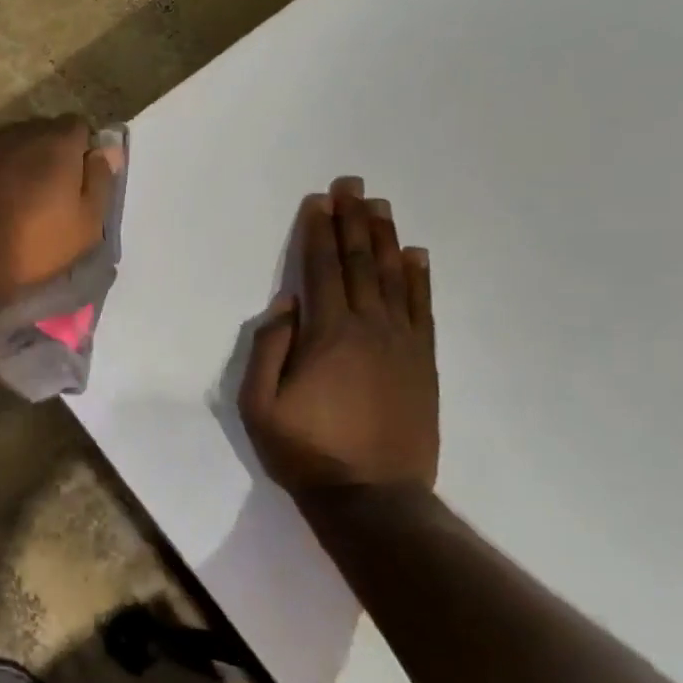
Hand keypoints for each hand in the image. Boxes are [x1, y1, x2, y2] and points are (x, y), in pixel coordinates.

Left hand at [0, 116, 120, 303]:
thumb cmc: (29, 244)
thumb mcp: (84, 226)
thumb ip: (100, 182)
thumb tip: (110, 149)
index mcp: (57, 142)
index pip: (80, 127)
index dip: (81, 152)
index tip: (78, 182)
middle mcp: (19, 131)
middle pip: (42, 133)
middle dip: (48, 156)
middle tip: (47, 194)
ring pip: (9, 145)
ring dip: (15, 164)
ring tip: (12, 200)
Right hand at [238, 178, 438, 496]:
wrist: (373, 497)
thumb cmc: (305, 451)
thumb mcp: (259, 405)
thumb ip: (269, 347)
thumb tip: (288, 302)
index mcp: (327, 334)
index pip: (322, 269)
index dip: (319, 232)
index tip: (318, 200)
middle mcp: (369, 327)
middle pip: (361, 263)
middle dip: (353, 220)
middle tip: (351, 185)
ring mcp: (402, 344)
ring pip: (394, 278)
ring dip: (385, 238)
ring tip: (379, 206)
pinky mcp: (423, 363)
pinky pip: (423, 309)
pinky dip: (419, 278)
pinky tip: (416, 255)